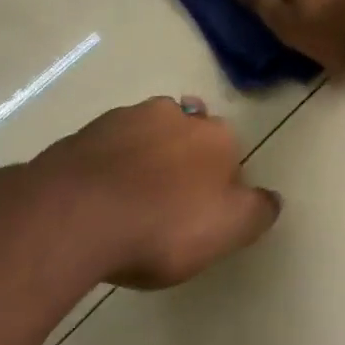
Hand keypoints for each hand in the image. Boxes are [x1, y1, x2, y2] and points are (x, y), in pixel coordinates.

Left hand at [31, 95, 280, 289]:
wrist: (73, 217)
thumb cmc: (163, 225)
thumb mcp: (229, 229)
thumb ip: (258, 211)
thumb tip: (271, 198)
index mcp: (216, 135)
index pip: (230, 152)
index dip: (221, 181)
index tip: (207, 211)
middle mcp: (173, 115)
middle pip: (187, 135)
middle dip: (183, 159)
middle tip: (170, 202)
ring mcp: (122, 120)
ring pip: (144, 136)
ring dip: (143, 158)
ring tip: (130, 201)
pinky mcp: (79, 136)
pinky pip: (104, 151)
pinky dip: (107, 168)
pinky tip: (98, 200)